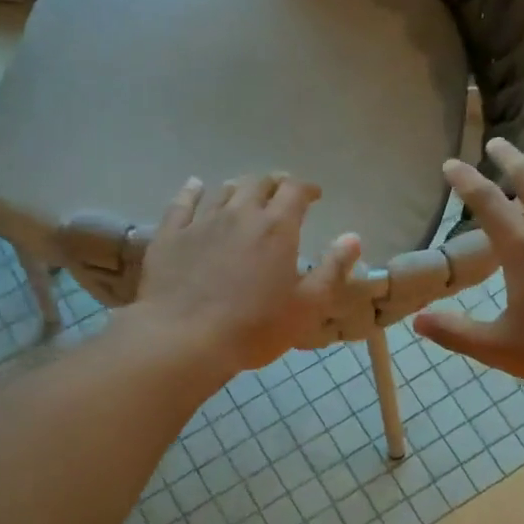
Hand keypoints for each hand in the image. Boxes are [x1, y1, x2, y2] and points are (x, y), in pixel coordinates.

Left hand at [130, 174, 361, 377]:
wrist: (184, 339)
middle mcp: (240, 214)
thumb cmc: (254, 328)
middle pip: (258, 184)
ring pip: (223, 191)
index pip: (295, 191)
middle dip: (274, 183)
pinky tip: (195, 186)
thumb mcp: (307, 306)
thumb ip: (332, 270)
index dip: (307, 189)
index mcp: (276, 228)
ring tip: (245, 192)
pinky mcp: (170, 236)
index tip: (314, 195)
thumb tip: (352, 237)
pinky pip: (182, 203)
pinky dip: (192, 191)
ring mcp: (202, 222)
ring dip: (239, 187)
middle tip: (281, 191)